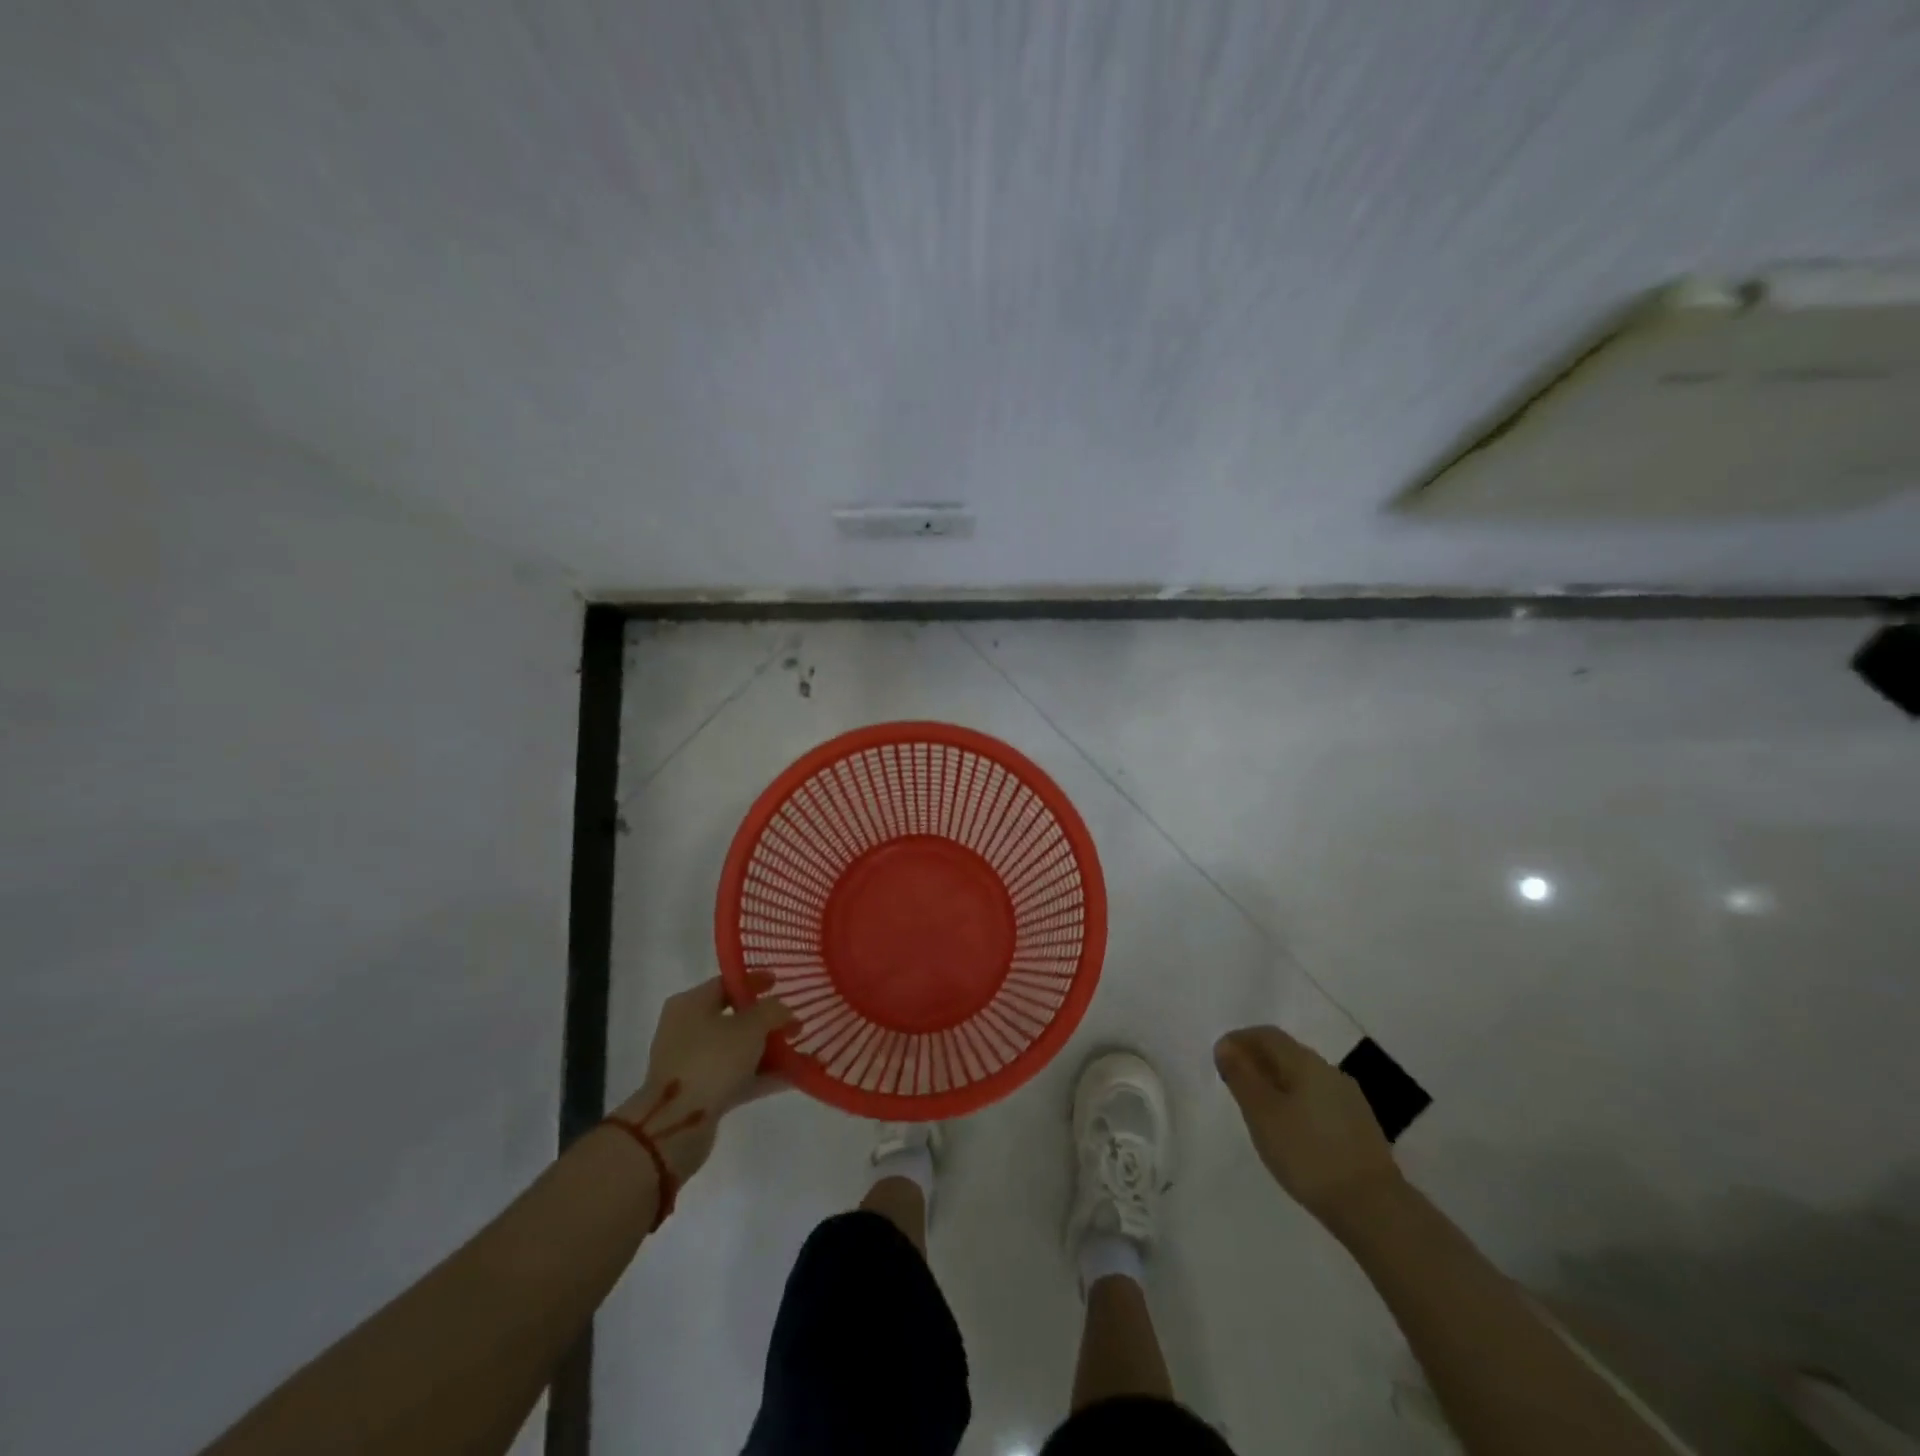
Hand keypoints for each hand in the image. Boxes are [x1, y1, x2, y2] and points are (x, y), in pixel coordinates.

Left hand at [612, 972, 792, 1183]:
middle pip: (734, 1017)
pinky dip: (761, 1075)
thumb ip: (773, 1011)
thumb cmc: (711, 1060)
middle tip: (795, 1023)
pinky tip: (792, 1078)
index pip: (727, 983)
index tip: (781, 983)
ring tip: (800, 1052)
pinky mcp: (699, 1093)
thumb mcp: (751, 1026)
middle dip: (767, 1021)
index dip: (756, 981)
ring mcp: (691, 1063)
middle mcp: (686, 1029)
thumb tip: (784, 1012)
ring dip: (767, 1051)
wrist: (676, 1124)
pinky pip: (736, 1076)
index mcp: (690, 1003)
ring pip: (737, 1049)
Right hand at [1214, 1025, 1401, 1227]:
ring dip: (1277, 1082)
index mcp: (1306, 1063)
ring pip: (1304, 1078)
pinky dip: (1296, 1102)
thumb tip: (1226, 1046)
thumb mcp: (1262, 1114)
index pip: (1268, 1035)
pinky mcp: (1359, 1127)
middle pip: (1287, 1053)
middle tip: (1234, 1082)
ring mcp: (1349, 1100)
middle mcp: (1330, 1072)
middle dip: (1258, 1060)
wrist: (1374, 1208)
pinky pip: (1318, 1100)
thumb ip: (1242, 1077)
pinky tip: (1290, 1129)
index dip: (1240, 1039)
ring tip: (1258, 1108)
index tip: (1219, 1057)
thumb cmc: (1308, 1154)